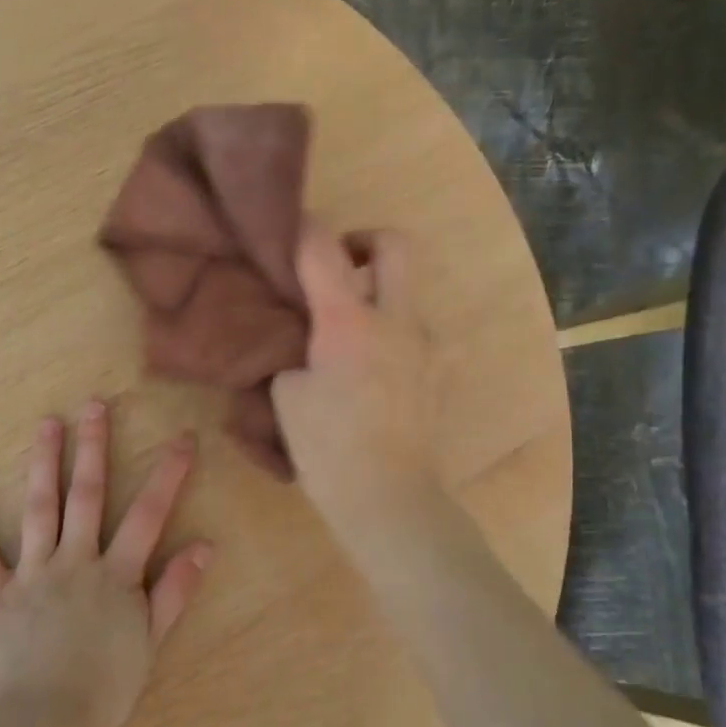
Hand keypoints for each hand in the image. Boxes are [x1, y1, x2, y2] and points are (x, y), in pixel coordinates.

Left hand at [0, 401, 210, 726]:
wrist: (45, 724)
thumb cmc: (104, 689)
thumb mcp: (150, 643)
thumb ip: (174, 592)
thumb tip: (203, 547)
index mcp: (116, 575)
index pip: (148, 515)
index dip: (167, 475)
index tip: (181, 439)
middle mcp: (75, 561)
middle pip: (87, 495)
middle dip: (93, 448)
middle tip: (94, 405)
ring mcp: (33, 573)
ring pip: (40, 508)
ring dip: (43, 463)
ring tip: (46, 424)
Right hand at [272, 220, 443, 535]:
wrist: (388, 496)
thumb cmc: (327, 448)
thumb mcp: (285, 396)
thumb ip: (290, 352)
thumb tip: (300, 338)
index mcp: (348, 321)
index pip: (323, 248)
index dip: (302, 230)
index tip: (288, 232)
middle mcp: (395, 319)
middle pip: (395, 245)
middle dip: (366, 240)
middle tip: (341, 266)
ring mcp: (425, 344)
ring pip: (407, 293)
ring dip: (379, 296)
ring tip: (350, 335)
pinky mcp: (440, 371)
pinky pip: (415, 333)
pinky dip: (392, 335)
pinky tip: (372, 371)